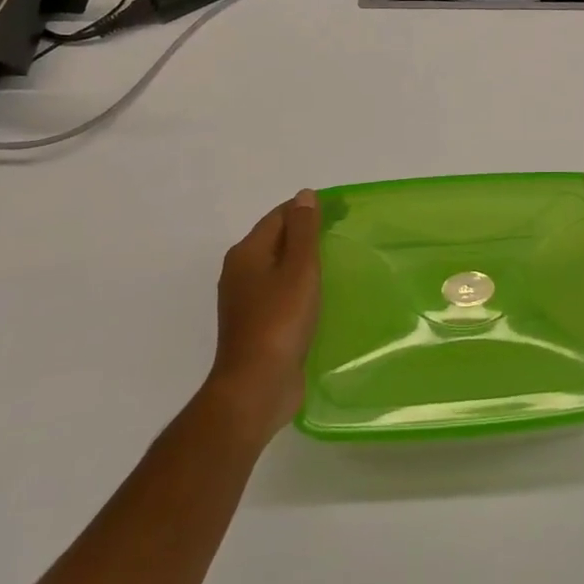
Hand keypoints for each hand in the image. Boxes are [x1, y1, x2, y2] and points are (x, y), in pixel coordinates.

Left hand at [206, 189, 320, 443]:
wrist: (255, 388)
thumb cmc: (279, 321)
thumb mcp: (298, 269)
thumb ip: (303, 230)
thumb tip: (304, 195)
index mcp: (247, 253)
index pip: (280, 216)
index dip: (309, 210)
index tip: (342, 212)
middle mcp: (240, 272)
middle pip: (277, 240)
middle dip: (307, 234)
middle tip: (343, 236)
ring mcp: (245, 301)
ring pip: (279, 268)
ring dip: (304, 263)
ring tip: (337, 264)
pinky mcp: (256, 326)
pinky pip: (280, 294)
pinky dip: (299, 288)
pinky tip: (320, 297)